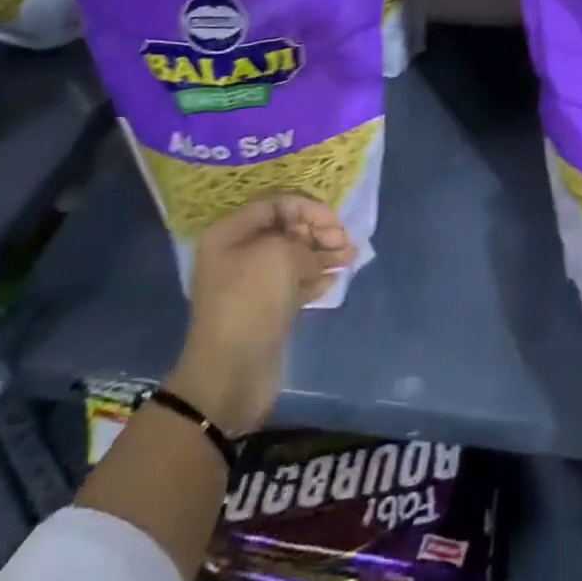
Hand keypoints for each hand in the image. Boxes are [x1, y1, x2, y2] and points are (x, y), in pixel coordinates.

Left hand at [164, 195, 354, 435]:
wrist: (230, 376)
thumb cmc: (250, 303)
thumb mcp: (280, 256)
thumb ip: (305, 242)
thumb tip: (317, 252)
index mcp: (230, 233)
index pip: (276, 204)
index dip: (309, 208)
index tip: (335, 222)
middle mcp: (238, 253)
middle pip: (286, 230)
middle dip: (318, 232)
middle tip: (345, 242)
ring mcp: (252, 283)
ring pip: (294, 257)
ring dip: (323, 255)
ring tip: (351, 258)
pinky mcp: (266, 309)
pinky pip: (294, 283)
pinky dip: (315, 279)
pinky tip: (335, 280)